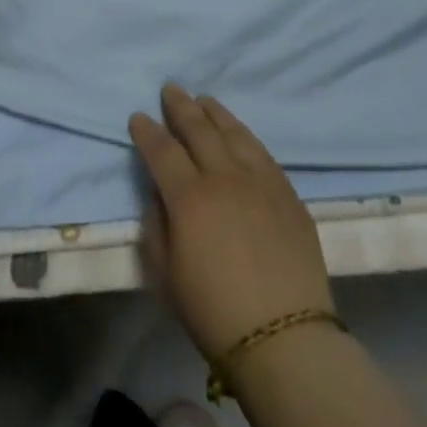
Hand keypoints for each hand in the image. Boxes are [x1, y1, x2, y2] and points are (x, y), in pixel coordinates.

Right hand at [129, 83, 333, 359]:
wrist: (285, 338)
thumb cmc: (213, 311)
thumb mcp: (165, 273)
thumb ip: (157, 224)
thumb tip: (160, 193)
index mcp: (189, 197)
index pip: (162, 150)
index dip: (147, 131)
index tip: (138, 116)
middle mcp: (224, 177)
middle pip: (199, 129)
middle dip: (180, 106)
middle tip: (170, 89)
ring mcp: (261, 182)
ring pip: (234, 132)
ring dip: (215, 112)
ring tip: (204, 99)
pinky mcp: (288, 194)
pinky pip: (262, 152)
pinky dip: (244, 135)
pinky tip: (238, 132)